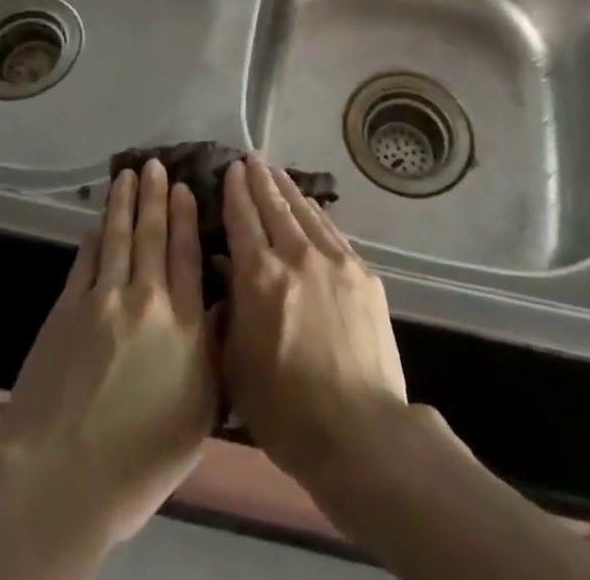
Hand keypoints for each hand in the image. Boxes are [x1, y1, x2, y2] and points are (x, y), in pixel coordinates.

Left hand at [0, 160, 218, 546]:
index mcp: (183, 324)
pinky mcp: (66, 310)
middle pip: (153, 236)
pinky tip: (98, 222)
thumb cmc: (140, 460)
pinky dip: (95, 237)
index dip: (186, 218)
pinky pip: (85, 260)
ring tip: (129, 174)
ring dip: (124, 203)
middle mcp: (146, 299)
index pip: (187, 256)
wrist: (61, 479)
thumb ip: (215, 354)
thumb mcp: (199, 415)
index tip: (186, 188)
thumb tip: (224, 306)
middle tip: (156, 164)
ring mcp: (103, 300)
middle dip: (155, 197)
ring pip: (118, 237)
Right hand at [220, 155, 410, 485]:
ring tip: (277, 173)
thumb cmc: (286, 412)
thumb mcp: (237, 367)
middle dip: (260, 180)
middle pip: (274, 206)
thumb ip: (229, 313)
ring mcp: (334, 260)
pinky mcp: (362, 273)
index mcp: (259, 277)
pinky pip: (332, 232)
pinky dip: (317, 214)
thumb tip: (227, 271)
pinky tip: (312, 208)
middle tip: (251, 159)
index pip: (242, 219)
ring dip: (288, 190)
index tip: (231, 170)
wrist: (359, 430)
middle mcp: (296, 255)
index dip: (235, 191)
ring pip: (305, 212)